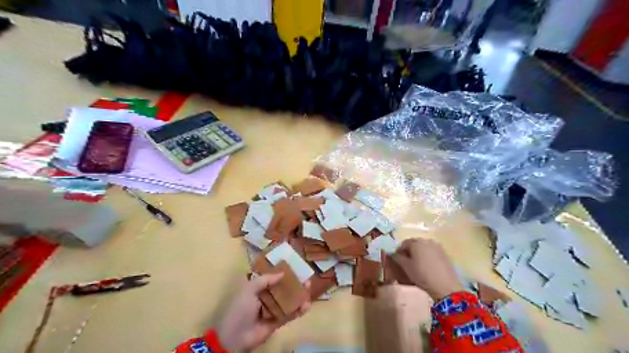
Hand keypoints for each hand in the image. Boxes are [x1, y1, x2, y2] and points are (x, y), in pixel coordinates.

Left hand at [217, 272, 310, 349]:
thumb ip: (265, 280)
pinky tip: (307, 304)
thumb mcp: (249, 289)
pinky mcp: (278, 321)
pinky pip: (290, 314)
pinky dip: (299, 310)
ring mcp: (273, 309)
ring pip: (288, 299)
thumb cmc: (240, 308)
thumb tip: (282, 273)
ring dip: (299, 294)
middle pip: (283, 287)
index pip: (272, 277)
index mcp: (257, 288)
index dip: (283, 271)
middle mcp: (266, 297)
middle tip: (305, 276)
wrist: (234, 337)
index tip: (294, 264)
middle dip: (294, 282)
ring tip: (309, 287)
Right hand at [392, 237, 462, 299]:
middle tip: (407, 263)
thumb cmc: (422, 274)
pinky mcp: (444, 253)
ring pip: (424, 248)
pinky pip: (432, 252)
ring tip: (418, 265)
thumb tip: (393, 253)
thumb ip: (397, 257)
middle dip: (409, 251)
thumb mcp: (406, 267)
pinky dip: (428, 256)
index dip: (399, 251)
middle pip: (414, 244)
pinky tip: (428, 266)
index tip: (398, 260)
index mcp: (416, 242)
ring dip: (419, 253)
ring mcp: (437, 246)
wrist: (445, 286)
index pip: (404, 243)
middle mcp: (426, 240)